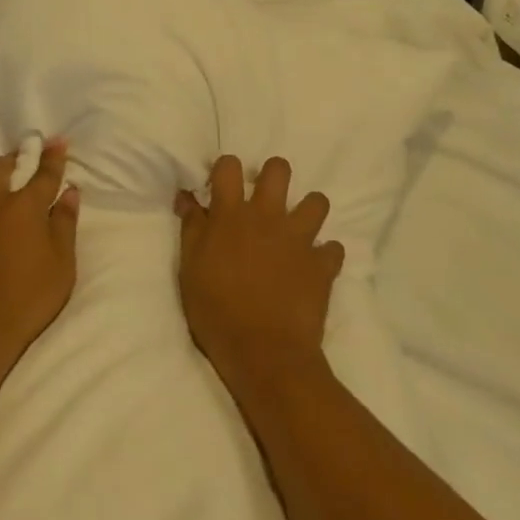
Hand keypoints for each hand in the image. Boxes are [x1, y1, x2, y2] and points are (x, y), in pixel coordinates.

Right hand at [176, 156, 342, 390]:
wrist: (263, 353)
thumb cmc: (216, 310)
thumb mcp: (190, 269)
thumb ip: (191, 228)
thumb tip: (187, 197)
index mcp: (232, 215)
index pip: (229, 167)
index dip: (225, 168)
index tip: (221, 185)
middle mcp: (268, 216)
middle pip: (278, 170)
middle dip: (273, 175)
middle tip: (264, 198)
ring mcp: (300, 238)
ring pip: (316, 201)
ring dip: (307, 210)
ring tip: (296, 229)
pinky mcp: (323, 264)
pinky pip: (333, 249)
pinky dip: (324, 255)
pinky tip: (313, 266)